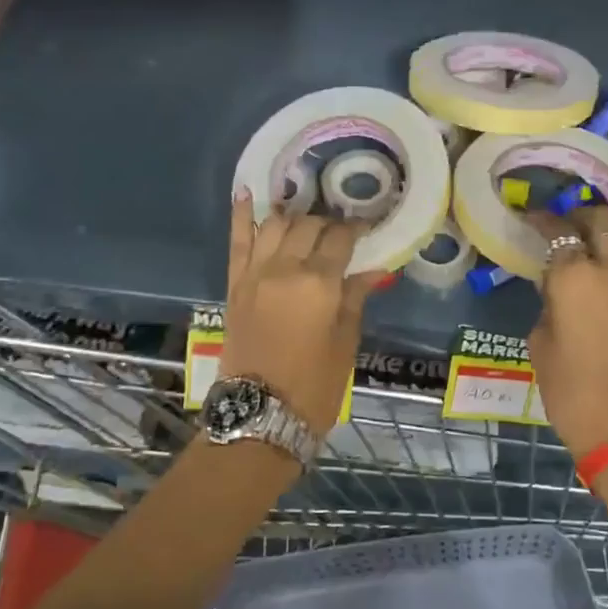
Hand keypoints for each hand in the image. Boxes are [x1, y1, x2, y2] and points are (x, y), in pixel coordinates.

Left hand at [221, 194, 380, 433]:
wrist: (259, 415)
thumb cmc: (314, 386)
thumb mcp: (345, 344)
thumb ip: (355, 300)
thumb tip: (373, 270)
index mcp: (320, 284)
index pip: (340, 239)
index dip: (355, 229)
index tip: (365, 226)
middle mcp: (285, 269)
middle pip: (307, 227)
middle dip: (326, 222)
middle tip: (339, 228)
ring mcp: (255, 274)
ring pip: (274, 225)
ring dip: (292, 214)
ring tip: (305, 214)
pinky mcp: (234, 285)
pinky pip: (237, 241)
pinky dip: (240, 215)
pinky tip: (246, 192)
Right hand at [527, 206, 607, 459]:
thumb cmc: (571, 390)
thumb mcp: (540, 343)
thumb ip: (548, 305)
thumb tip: (557, 289)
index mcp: (574, 276)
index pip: (557, 232)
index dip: (542, 220)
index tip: (531, 218)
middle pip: (602, 218)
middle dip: (580, 214)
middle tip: (566, 224)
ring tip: (599, 234)